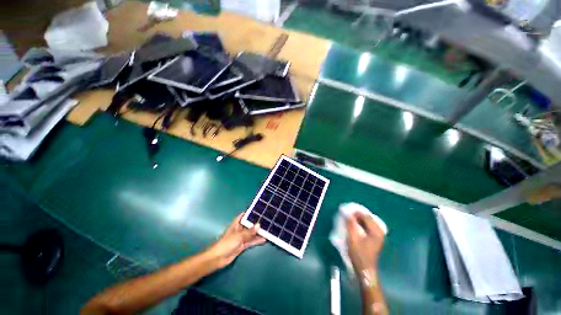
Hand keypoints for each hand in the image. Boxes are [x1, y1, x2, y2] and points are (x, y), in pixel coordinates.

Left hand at [205, 212, 265, 268]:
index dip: (250, 212)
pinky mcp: (242, 245)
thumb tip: (259, 225)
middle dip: (257, 223)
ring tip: (268, 229)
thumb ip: (249, 232)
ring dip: (258, 232)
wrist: (217, 259)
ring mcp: (241, 237)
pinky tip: (264, 239)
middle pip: (249, 224)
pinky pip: (251, 241)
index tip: (259, 210)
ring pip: (251, 233)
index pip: (244, 215)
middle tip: (267, 219)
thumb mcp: (238, 236)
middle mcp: (239, 229)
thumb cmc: (226, 243)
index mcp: (236, 224)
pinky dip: (257, 240)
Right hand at [346, 212, 385, 273]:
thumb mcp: (353, 238)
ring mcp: (378, 235)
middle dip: (356, 215)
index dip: (355, 212)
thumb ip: (350, 224)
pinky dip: (360, 224)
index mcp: (376, 230)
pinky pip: (367, 226)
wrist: (365, 269)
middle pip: (367, 217)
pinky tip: (354, 226)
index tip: (345, 211)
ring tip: (349, 219)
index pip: (365, 216)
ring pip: (367, 222)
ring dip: (358, 219)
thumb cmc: (359, 254)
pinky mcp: (374, 238)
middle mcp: (379, 231)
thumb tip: (346, 212)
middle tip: (346, 215)